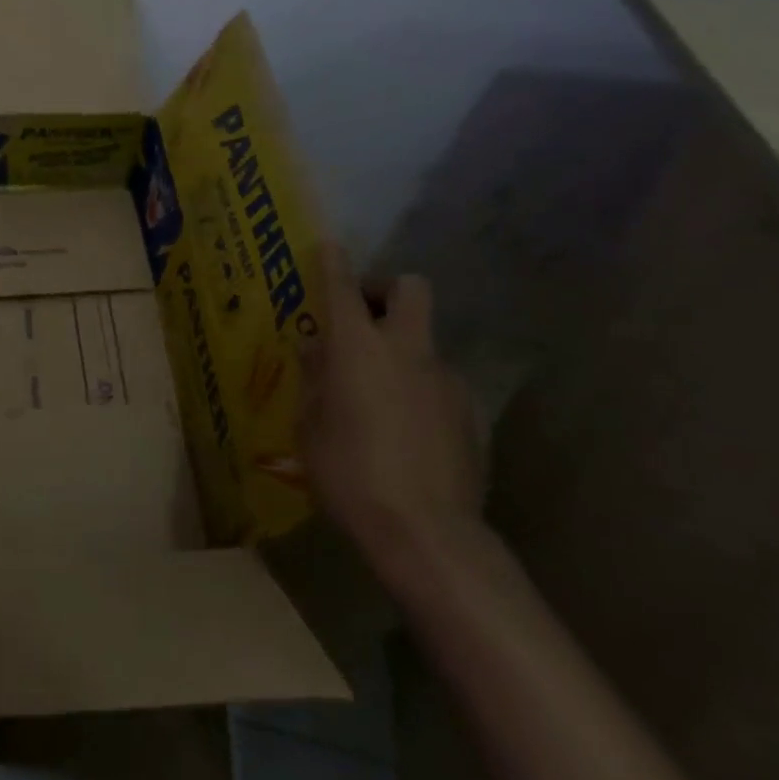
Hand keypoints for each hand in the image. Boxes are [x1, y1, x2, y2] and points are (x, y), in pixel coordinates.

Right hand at [298, 245, 484, 572]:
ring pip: (423, 341)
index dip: (334, 262)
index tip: (329, 247)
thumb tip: (317, 351)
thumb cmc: (348, 473)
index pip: (344, 287)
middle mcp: (406, 350)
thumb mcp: (309, 426)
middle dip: (385, 290)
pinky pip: (437, 382)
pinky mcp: (469, 411)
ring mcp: (445, 379)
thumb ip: (314, 380)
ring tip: (375, 395)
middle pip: (410, 288)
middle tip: (361, 318)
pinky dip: (418, 388)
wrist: (426, 532)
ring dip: (399, 350)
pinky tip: (403, 431)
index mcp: (358, 348)